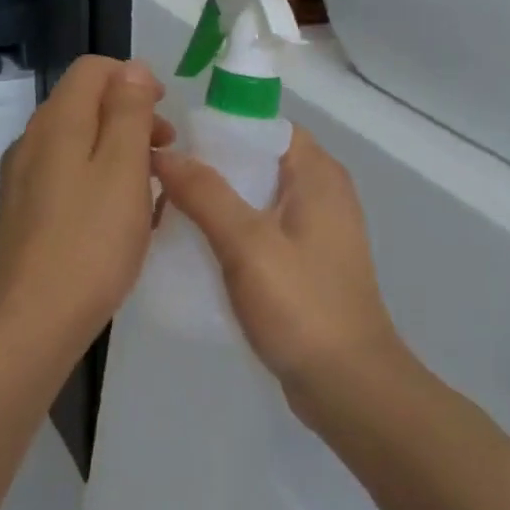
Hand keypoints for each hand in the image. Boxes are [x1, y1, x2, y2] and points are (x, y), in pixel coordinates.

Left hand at [0, 57, 172, 347]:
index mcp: (57, 123)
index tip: (165, 115)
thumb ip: (129, 112)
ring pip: (78, 143)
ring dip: (118, 151)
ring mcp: (22, 181)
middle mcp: (31, 142)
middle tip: (167, 152)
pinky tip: (120, 218)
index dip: (134, 79)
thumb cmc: (89, 242)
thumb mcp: (124, 168)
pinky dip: (99, 180)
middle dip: (131, 116)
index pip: (92, 69)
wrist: (28, 325)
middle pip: (84, 104)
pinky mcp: (23, 215)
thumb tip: (132, 68)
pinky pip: (67, 178)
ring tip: (151, 187)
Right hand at [151, 127, 405, 413]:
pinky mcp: (308, 264)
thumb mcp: (247, 243)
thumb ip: (205, 193)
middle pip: (259, 162)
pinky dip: (233, 234)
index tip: (176, 141)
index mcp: (318, 174)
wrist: (348, 384)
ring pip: (258, 199)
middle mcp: (322, 192)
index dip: (222, 127)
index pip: (266, 126)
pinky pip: (264, 232)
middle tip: (161, 182)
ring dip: (218, 204)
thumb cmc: (301, 305)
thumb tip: (165, 152)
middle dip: (212, 169)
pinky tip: (197, 251)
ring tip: (169, 215)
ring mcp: (317, 231)